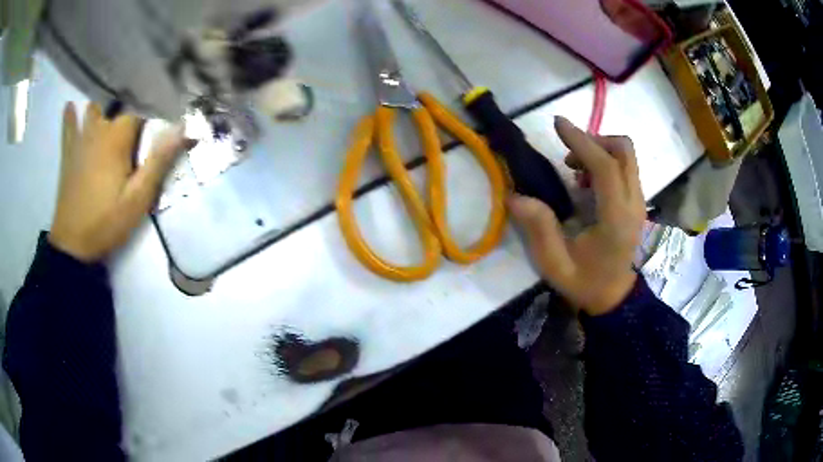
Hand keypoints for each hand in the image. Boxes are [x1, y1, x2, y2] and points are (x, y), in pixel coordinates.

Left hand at [49, 102, 191, 262]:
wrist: (73, 245)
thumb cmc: (106, 222)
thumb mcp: (138, 198)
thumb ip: (159, 160)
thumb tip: (184, 126)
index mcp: (117, 138)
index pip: (140, 114)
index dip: (150, 125)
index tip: (154, 141)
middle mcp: (99, 130)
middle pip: (118, 112)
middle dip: (128, 120)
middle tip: (133, 139)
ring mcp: (80, 140)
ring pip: (94, 112)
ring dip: (103, 112)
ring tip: (109, 117)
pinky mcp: (68, 154)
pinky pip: (68, 128)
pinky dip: (70, 117)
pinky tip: (70, 107)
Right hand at [508, 116, 645, 315]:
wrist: (617, 299)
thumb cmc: (587, 284)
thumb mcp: (556, 265)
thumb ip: (539, 230)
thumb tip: (515, 196)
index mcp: (616, 219)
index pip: (605, 167)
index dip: (581, 141)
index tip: (558, 123)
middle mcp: (634, 204)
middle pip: (624, 151)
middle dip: (595, 140)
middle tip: (568, 156)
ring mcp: (639, 202)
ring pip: (627, 156)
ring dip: (600, 150)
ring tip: (575, 170)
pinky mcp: (637, 202)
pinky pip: (626, 167)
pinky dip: (606, 161)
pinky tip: (587, 182)